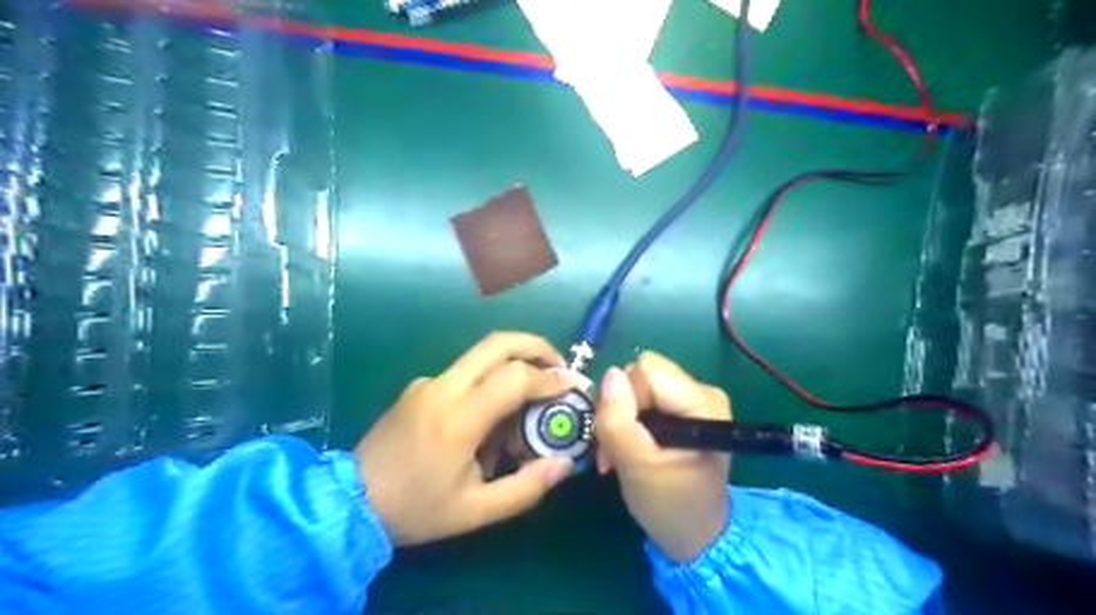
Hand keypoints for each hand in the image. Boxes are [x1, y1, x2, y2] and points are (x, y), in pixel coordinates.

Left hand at [360, 335, 576, 544]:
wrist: (350, 502)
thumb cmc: (416, 509)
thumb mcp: (476, 511)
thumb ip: (526, 488)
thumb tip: (565, 464)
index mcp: (458, 418)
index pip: (514, 377)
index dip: (549, 378)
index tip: (571, 386)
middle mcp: (443, 388)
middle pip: (497, 342)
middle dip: (535, 345)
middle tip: (558, 365)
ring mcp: (428, 382)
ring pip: (481, 354)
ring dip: (513, 363)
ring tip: (529, 397)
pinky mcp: (419, 386)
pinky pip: (464, 373)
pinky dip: (489, 381)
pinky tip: (490, 417)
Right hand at [597, 352, 729, 562]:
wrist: (695, 536)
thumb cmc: (670, 506)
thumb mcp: (637, 467)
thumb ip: (618, 421)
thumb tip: (608, 374)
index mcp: (702, 403)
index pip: (646, 371)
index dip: (624, 398)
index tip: (619, 436)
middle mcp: (702, 392)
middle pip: (641, 375)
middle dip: (619, 408)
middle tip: (613, 448)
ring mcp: (693, 399)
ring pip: (638, 386)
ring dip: (620, 418)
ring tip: (618, 454)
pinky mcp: (682, 409)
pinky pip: (643, 398)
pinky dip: (629, 422)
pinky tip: (628, 448)